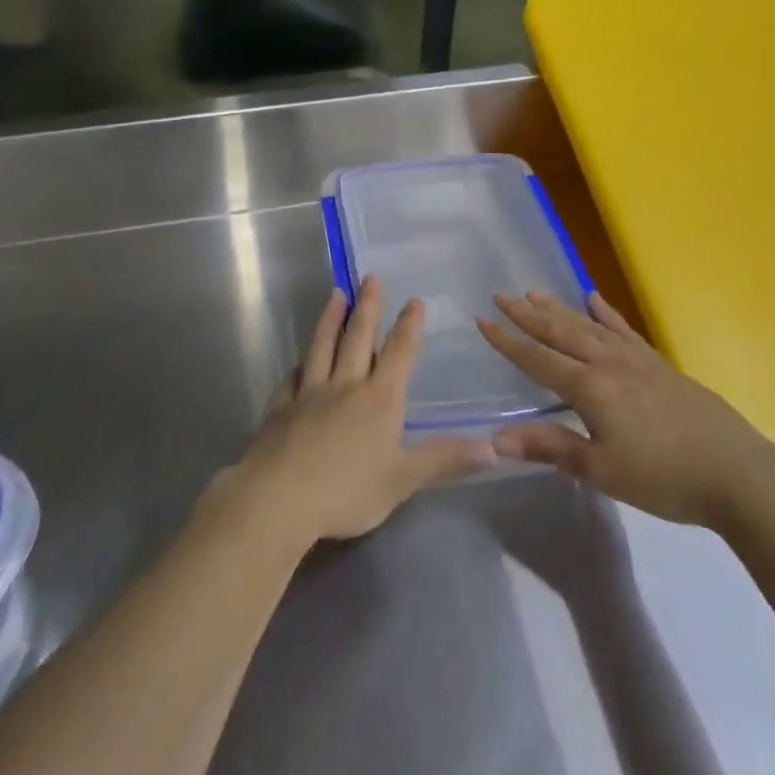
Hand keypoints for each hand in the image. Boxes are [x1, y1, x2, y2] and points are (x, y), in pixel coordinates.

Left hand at [218, 278, 496, 546]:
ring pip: (323, 346)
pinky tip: (299, 361)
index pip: (398, 354)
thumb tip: (493, 448)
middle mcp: (345, 386)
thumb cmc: (348, 490)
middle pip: (358, 338)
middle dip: (368, 307)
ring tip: (336, 294)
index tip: (414, 300)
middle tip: (370, 277)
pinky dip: (299, 364)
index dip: (408, 327)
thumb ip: (444, 460)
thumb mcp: (403, 479)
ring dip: (331, 319)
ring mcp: (309, 393)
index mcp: (379, 399)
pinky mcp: (281, 407)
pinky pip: (292, 377)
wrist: (280, 497)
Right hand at [476, 290, 774, 530]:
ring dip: (559, 309)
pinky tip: (594, 299)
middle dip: (528, 315)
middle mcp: (608, 363)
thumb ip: (550, 448)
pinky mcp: (659, 364)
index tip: (482, 319)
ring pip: (588, 326)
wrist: (738, 474)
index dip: (508, 341)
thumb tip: (496, 438)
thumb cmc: (665, 478)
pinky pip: (623, 330)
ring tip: (535, 292)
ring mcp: (636, 360)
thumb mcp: (602, 471)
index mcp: (590, 388)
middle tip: (502, 294)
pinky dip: (606, 313)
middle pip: (560, 333)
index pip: (537, 359)